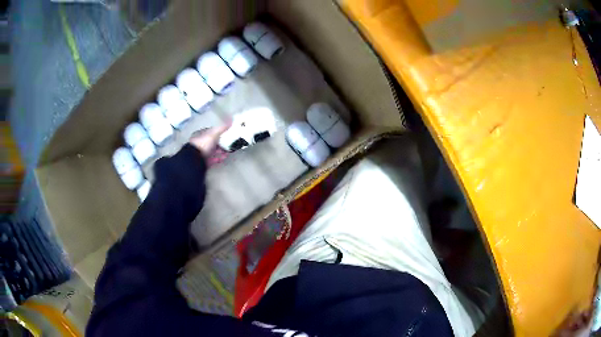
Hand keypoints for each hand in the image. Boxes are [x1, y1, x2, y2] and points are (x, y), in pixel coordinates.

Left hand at [189, 122, 231, 164]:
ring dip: (221, 151)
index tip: (227, 134)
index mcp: (201, 134)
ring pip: (213, 151)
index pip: (211, 132)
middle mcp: (201, 143)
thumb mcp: (214, 133)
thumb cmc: (204, 143)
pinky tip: (224, 158)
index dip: (219, 132)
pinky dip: (219, 158)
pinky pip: (213, 159)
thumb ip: (222, 128)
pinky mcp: (204, 161)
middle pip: (213, 142)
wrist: (195, 159)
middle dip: (221, 143)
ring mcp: (202, 152)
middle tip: (229, 144)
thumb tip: (231, 120)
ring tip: (228, 152)